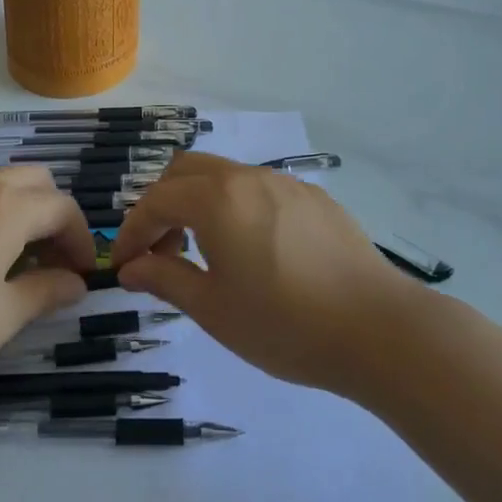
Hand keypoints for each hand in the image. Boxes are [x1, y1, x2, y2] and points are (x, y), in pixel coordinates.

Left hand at [0, 168, 94, 399]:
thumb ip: (44, 293)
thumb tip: (74, 282)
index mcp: (6, 207)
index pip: (62, 208)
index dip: (81, 240)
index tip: (81, 276)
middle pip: (33, 182)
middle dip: (52, 216)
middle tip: (49, 262)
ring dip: (17, 212)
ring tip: (9, 262)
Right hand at [110, 153, 420, 397]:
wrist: (378, 329)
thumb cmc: (284, 324)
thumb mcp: (213, 309)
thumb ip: (164, 279)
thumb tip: (130, 267)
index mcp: (216, 199)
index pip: (155, 201)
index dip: (131, 232)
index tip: (123, 266)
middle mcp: (248, 177)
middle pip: (185, 171)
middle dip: (162, 205)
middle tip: (163, 252)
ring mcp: (285, 183)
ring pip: (224, 175)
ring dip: (200, 203)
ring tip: (207, 253)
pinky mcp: (314, 198)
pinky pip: (259, 188)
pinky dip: (236, 207)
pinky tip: (255, 250)